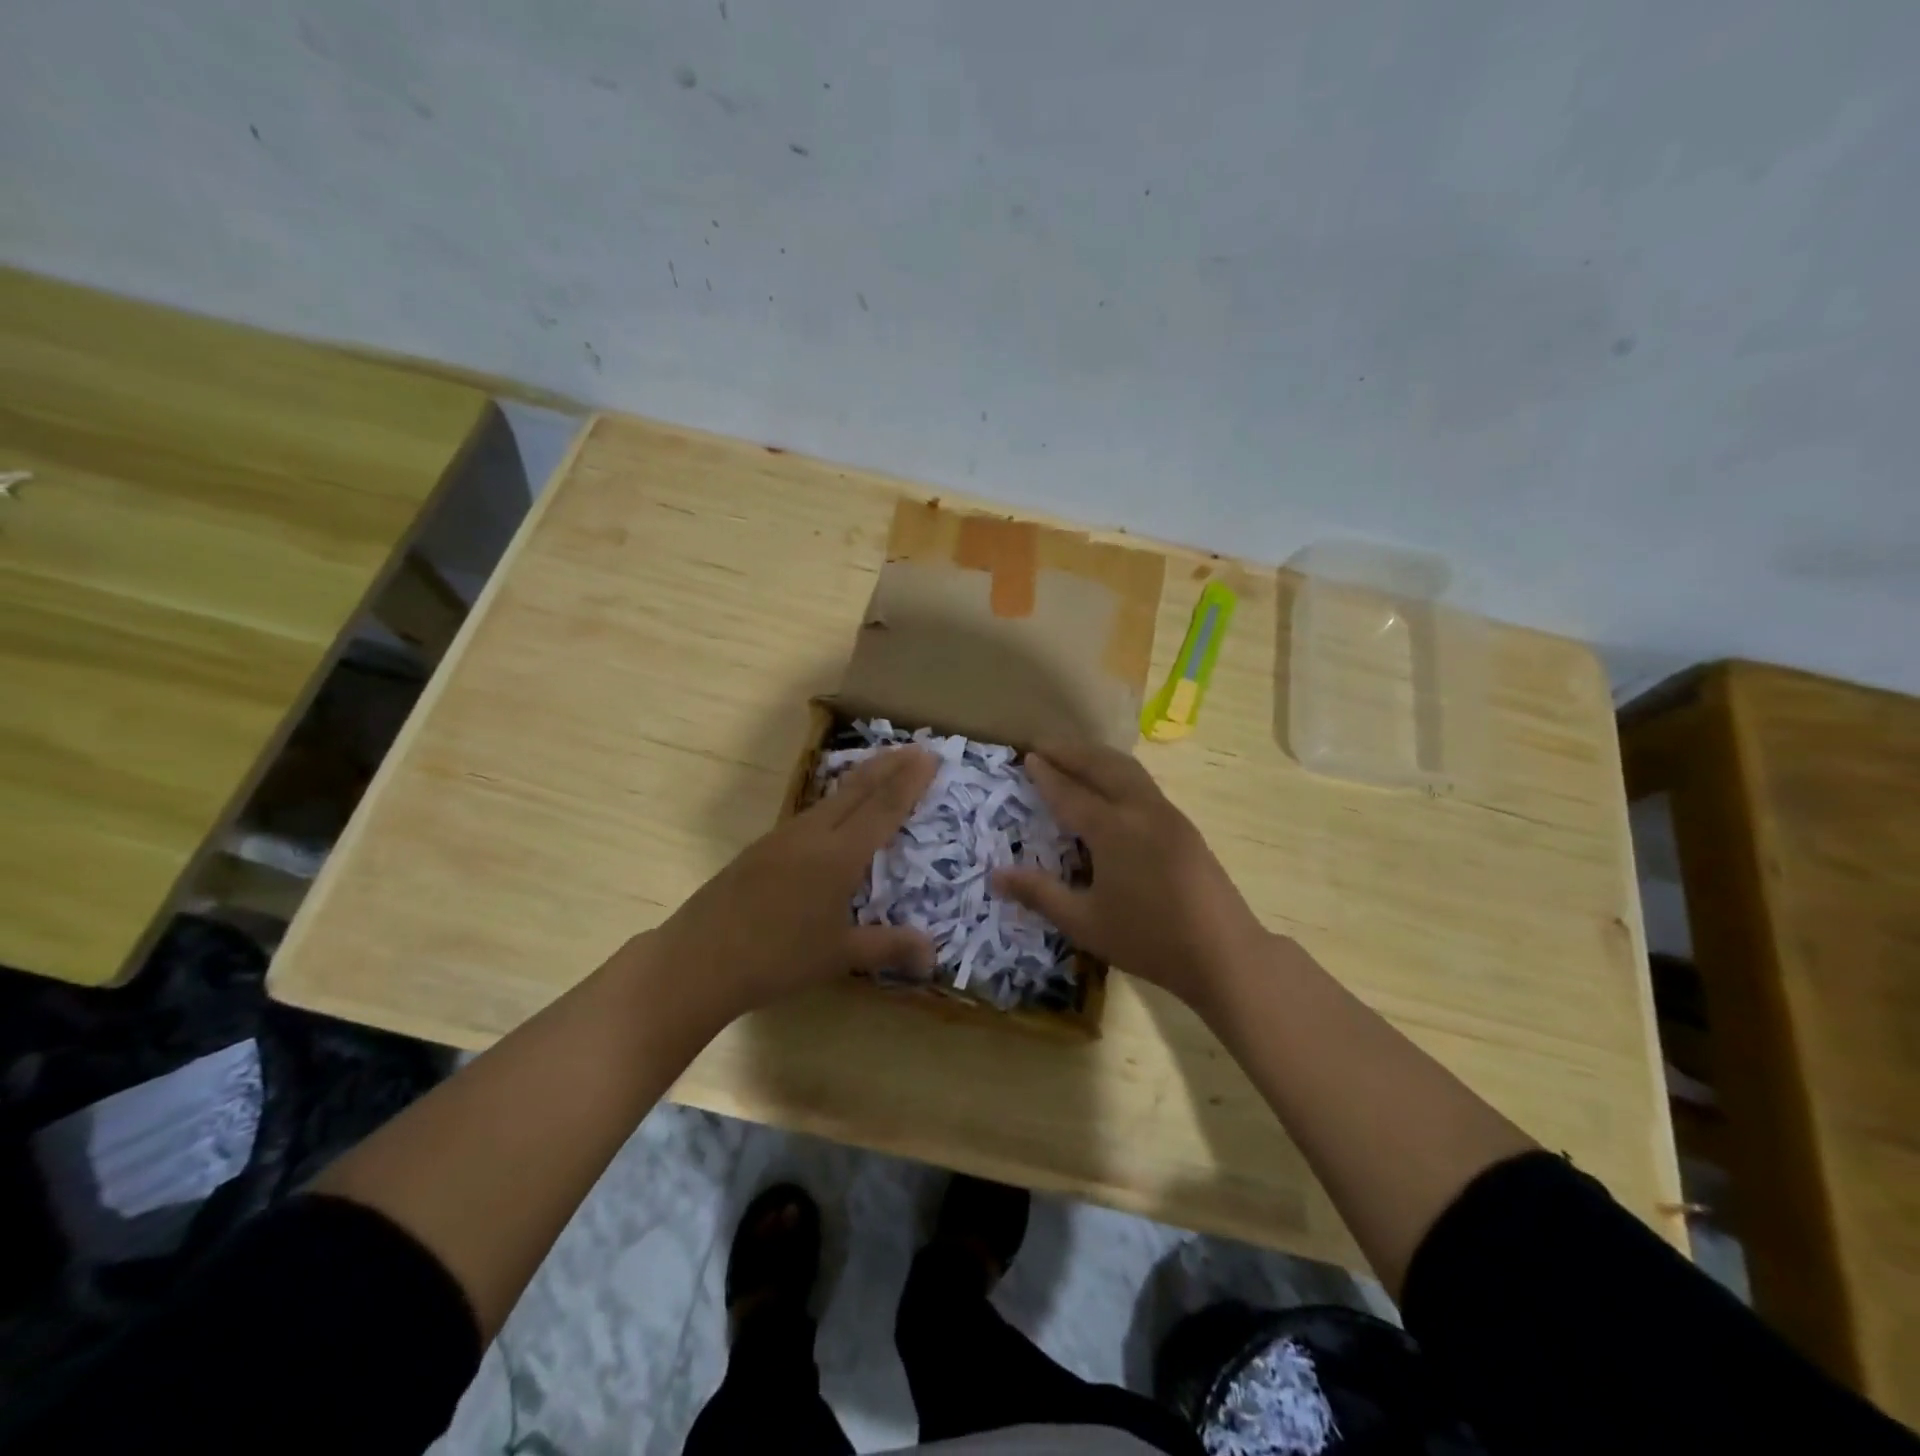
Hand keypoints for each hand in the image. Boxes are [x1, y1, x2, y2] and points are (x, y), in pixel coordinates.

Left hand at [651, 747, 939, 1019]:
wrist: (698, 961)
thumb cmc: (777, 959)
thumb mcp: (839, 956)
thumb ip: (888, 947)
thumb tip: (934, 955)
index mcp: (838, 856)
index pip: (882, 808)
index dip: (909, 782)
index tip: (930, 756)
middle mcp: (812, 835)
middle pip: (856, 789)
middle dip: (889, 765)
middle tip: (915, 748)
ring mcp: (782, 837)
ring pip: (830, 797)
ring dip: (860, 779)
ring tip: (880, 770)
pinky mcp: (761, 848)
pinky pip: (810, 813)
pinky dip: (835, 801)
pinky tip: (833, 813)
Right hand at [992, 742, 1269, 1009]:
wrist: (1224, 954)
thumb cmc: (1148, 940)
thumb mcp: (1084, 922)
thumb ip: (1040, 894)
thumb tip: (995, 875)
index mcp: (1113, 830)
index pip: (1071, 793)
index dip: (1047, 775)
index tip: (1028, 756)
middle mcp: (1141, 811)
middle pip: (1103, 767)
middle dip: (1072, 752)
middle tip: (1045, 743)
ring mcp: (1168, 816)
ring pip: (1129, 770)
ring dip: (1098, 757)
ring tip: (1076, 754)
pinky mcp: (1185, 828)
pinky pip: (1144, 784)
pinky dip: (1120, 772)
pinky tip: (1114, 786)